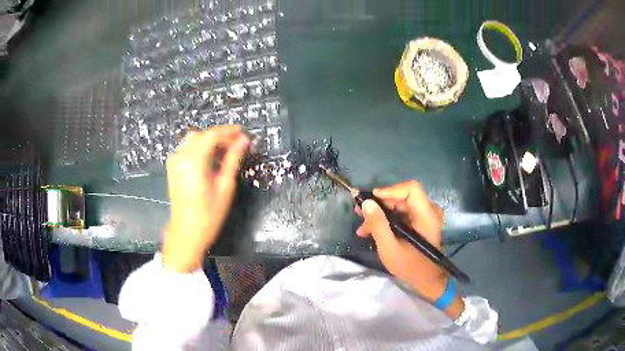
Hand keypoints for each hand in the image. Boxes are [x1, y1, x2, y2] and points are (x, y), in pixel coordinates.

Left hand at [162, 125, 248, 272]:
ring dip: (209, 141)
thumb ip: (233, 160)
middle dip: (219, 136)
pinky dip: (198, 149)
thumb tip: (244, 141)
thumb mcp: (225, 187)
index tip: (242, 133)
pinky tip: (207, 159)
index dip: (228, 132)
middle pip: (201, 135)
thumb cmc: (208, 214)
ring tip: (225, 151)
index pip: (212, 135)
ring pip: (192, 141)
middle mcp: (181, 157)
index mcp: (194, 162)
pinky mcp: (173, 169)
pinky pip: (185, 150)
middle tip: (236, 144)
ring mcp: (175, 163)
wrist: (187, 232)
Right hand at [355, 180, 446, 300]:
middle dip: (379, 204)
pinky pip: (402, 214)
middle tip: (359, 212)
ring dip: (380, 214)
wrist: (427, 281)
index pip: (411, 189)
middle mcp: (429, 211)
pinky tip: (372, 231)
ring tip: (363, 227)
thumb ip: (378, 225)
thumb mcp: (390, 248)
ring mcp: (425, 217)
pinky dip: (387, 220)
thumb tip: (366, 203)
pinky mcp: (420, 223)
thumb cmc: (410, 267)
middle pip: (402, 197)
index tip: (371, 199)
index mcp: (427, 216)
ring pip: (400, 205)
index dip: (390, 190)